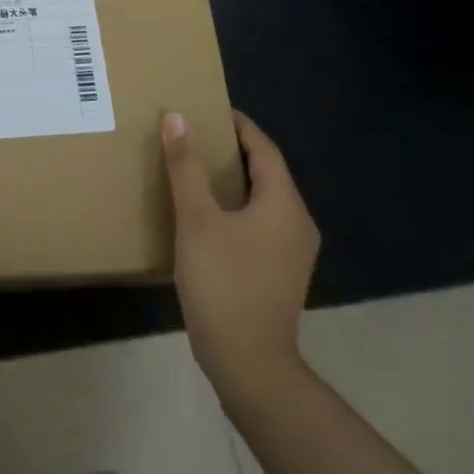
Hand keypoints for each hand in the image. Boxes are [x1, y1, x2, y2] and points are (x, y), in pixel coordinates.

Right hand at [163, 109, 319, 412]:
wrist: (250, 365)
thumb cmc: (223, 284)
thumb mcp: (196, 219)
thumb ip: (186, 166)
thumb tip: (176, 117)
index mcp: (283, 204)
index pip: (263, 148)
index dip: (237, 124)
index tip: (207, 108)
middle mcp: (297, 222)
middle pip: (266, 172)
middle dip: (232, 149)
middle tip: (194, 134)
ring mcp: (292, 252)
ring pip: (263, 199)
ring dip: (233, 179)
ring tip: (195, 168)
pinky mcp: (280, 273)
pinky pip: (260, 222)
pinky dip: (236, 206)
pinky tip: (207, 214)